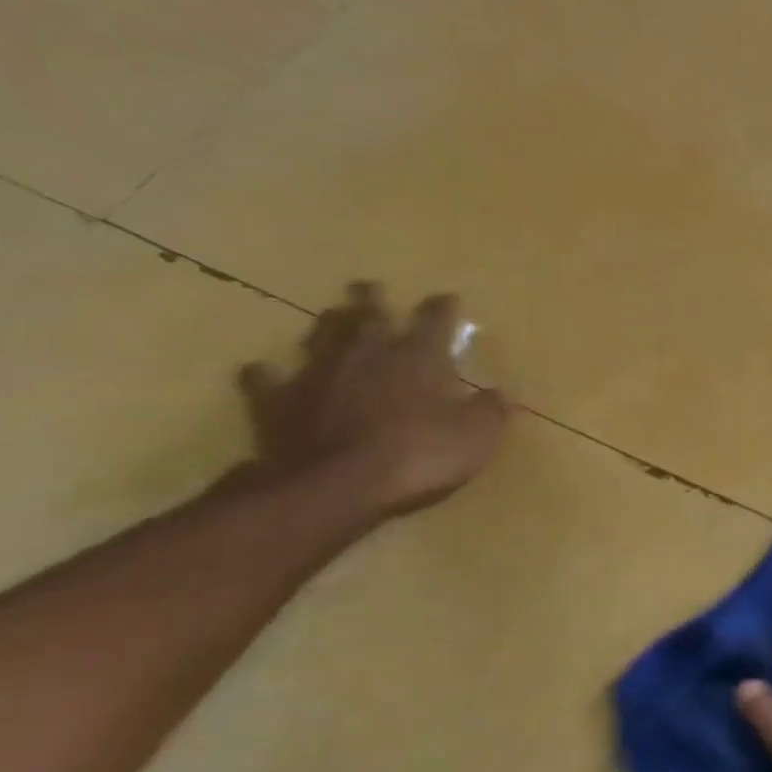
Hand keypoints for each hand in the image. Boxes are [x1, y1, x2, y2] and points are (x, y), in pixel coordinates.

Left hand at [237, 282, 508, 517]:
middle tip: (369, 286)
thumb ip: (493, 410)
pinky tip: (264, 370)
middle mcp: (367, 355)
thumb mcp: (478, 435)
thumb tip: (507, 391)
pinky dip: (267, 374)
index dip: (443, 308)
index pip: (435, 321)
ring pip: (321, 337)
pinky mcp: (279, 402)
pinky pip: (267, 381)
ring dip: (329, 325)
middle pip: (370, 317)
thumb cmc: (420, 454)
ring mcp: (319, 375)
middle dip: (373, 300)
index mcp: (419, 358)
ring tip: (332, 315)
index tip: (448, 298)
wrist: (337, 485)